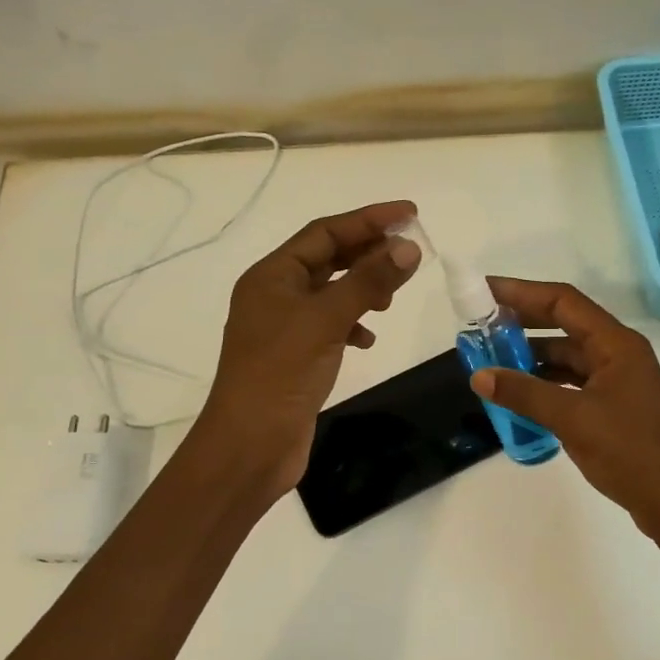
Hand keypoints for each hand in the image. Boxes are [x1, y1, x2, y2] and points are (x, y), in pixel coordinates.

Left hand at [194, 201, 421, 495]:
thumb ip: (368, 281)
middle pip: (328, 258)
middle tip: (409, 252)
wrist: (250, 445)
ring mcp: (284, 327)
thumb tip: (408, 247)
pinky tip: (369, 338)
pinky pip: (330, 325)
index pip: (324, 232)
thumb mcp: (327, 320)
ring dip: (363, 288)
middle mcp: (275, 294)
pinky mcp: (296, 356)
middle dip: (368, 252)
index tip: (409, 214)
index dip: (367, 220)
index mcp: (272, 275)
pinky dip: (353, 324)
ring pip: (331, 292)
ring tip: (390, 299)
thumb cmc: (281, 373)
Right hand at [468, 279, 659, 541]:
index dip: (522, 292)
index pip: (563, 302)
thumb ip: (524, 394)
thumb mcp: (572, 419)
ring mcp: (618, 383)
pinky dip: (545, 385)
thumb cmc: (631, 452)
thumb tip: (479, 376)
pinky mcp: (614, 408)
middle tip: (482, 326)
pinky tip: (520, 397)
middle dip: (523, 324)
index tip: (485, 291)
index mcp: (616, 344)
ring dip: (532, 358)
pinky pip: (572, 385)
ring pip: (567, 358)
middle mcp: (618, 355)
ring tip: (493, 362)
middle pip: (564, 325)